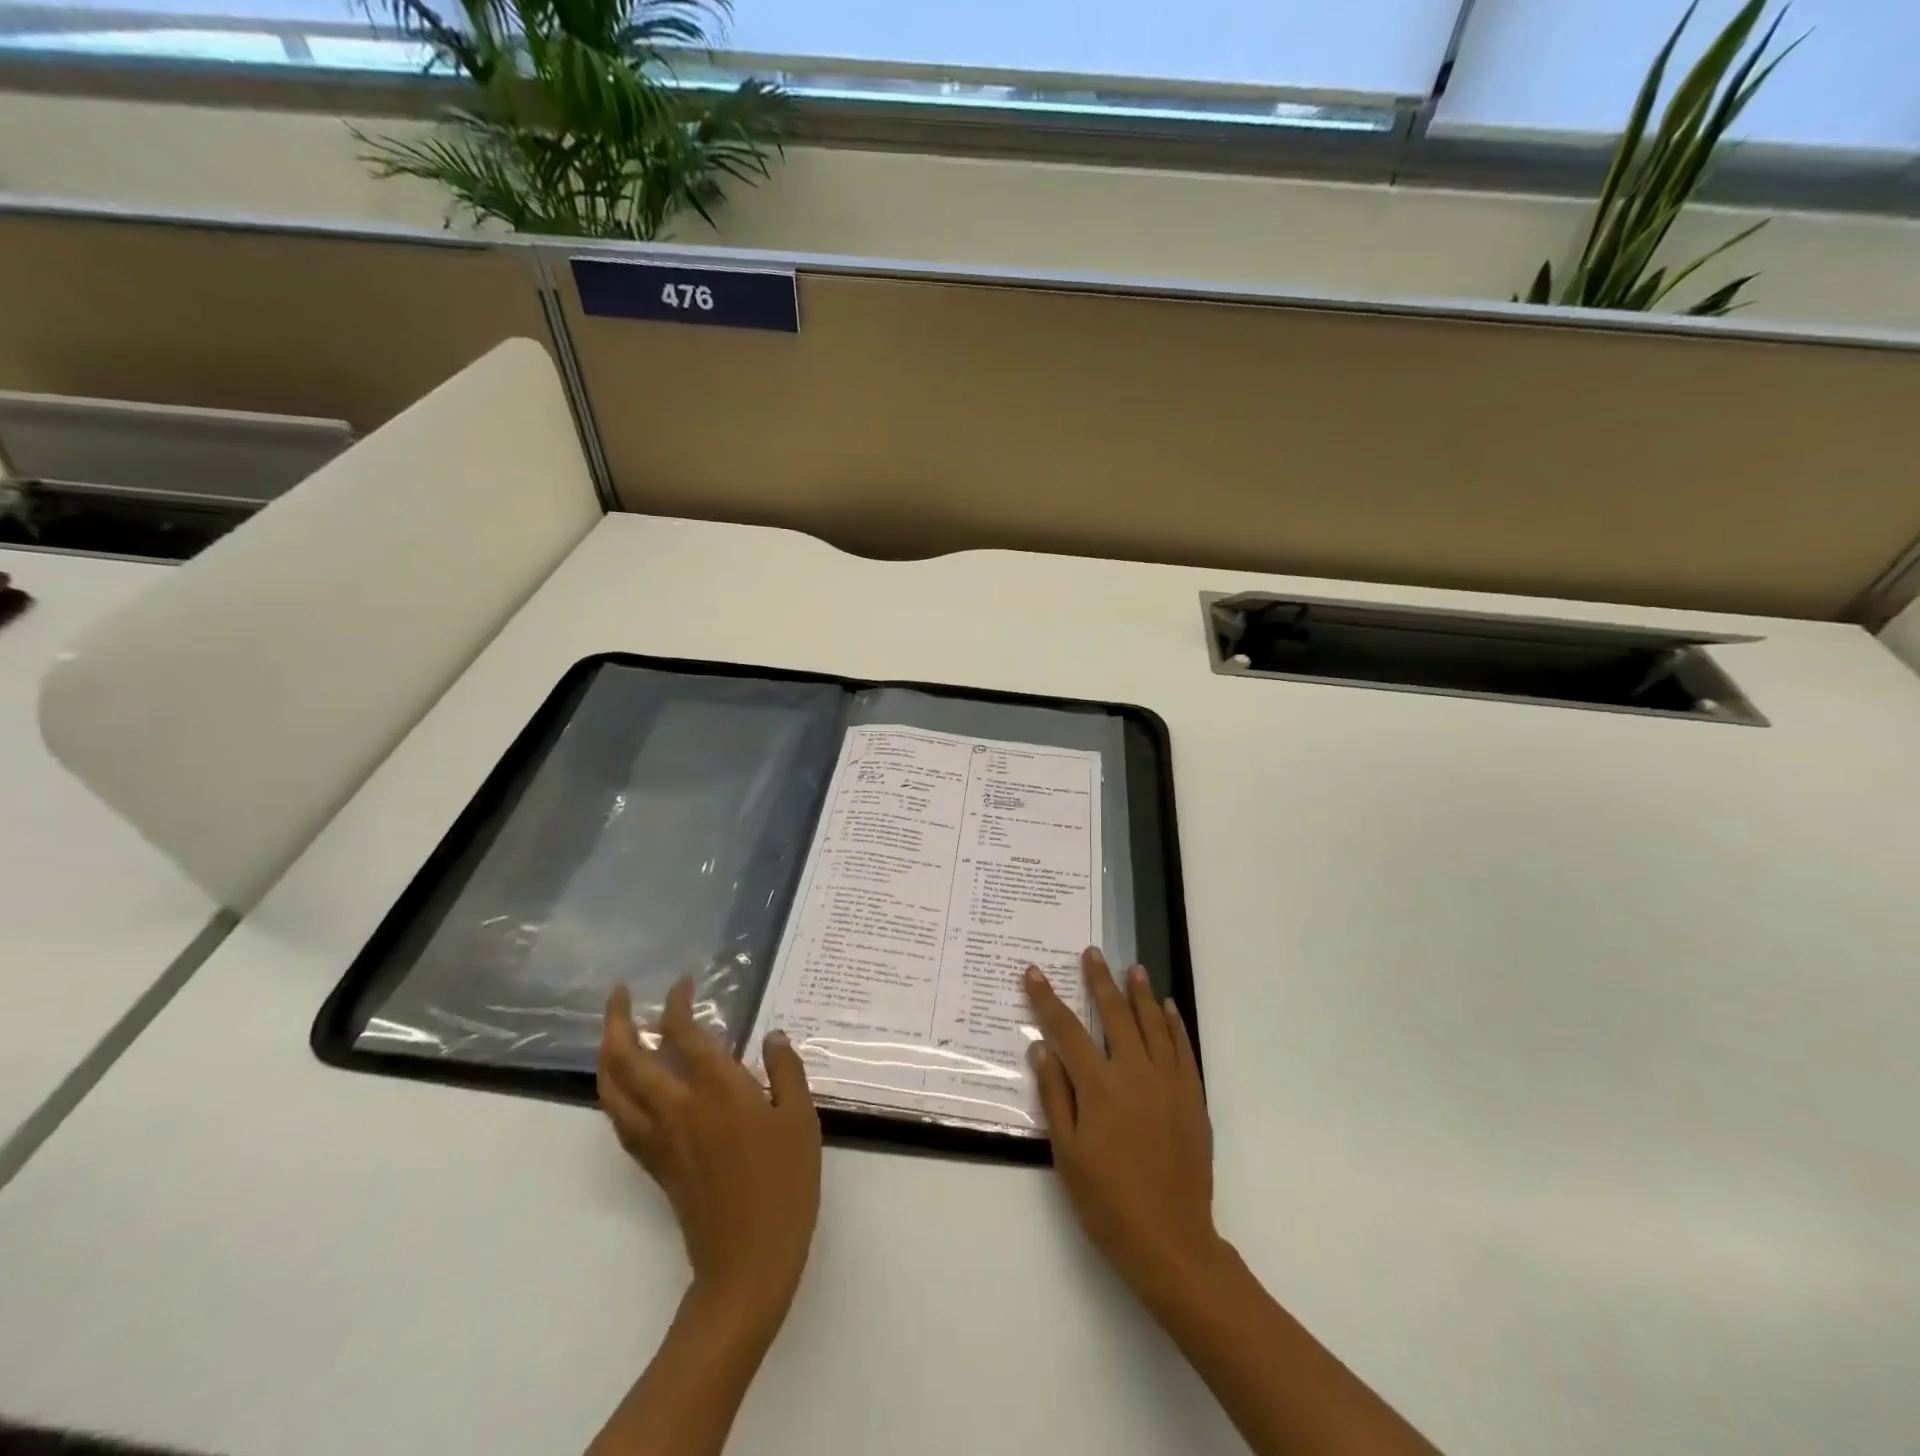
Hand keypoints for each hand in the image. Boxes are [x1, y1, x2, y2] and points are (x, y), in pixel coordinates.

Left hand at [597, 979, 821, 1325]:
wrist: (748, 1259)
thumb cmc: (784, 1182)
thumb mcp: (800, 1118)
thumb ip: (786, 1070)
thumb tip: (771, 1037)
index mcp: (717, 1089)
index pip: (682, 1033)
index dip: (676, 1003)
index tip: (682, 984)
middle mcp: (677, 1106)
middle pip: (628, 1057)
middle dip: (617, 1019)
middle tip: (618, 994)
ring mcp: (658, 1138)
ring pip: (612, 1089)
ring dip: (605, 1054)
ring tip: (610, 1032)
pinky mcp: (654, 1163)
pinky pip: (619, 1118)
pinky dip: (613, 1091)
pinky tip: (624, 1087)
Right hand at [1023, 948, 1219, 1308]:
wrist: (1171, 1242)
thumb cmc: (1108, 1202)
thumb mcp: (1067, 1153)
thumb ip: (1055, 1095)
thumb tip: (1041, 1049)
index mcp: (1099, 1086)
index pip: (1066, 1030)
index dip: (1047, 999)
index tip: (1033, 973)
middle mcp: (1135, 1073)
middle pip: (1114, 1015)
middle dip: (1099, 981)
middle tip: (1092, 953)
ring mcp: (1168, 1083)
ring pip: (1152, 1024)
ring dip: (1140, 993)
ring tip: (1132, 967)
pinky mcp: (1191, 1098)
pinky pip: (1182, 1049)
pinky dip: (1174, 1024)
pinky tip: (1168, 1008)